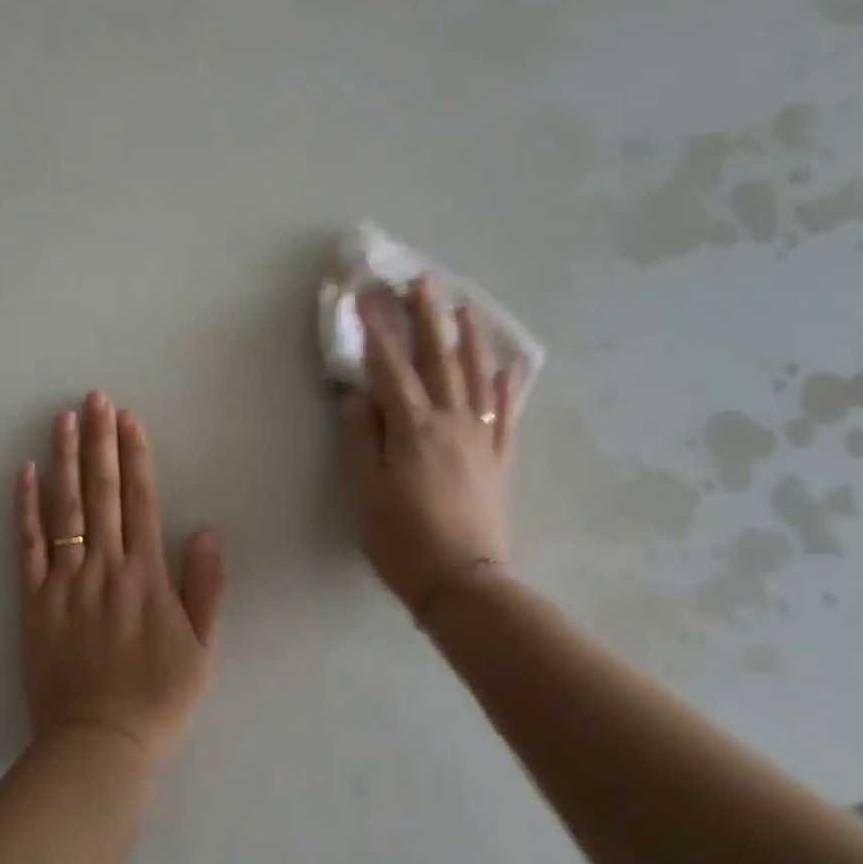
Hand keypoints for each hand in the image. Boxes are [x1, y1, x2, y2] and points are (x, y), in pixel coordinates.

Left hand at [15, 392, 224, 761]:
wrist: (99, 742)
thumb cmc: (158, 697)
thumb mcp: (200, 649)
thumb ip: (205, 588)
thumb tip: (206, 531)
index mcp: (146, 577)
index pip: (141, 501)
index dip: (135, 457)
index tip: (129, 420)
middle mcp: (105, 568)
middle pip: (101, 493)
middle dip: (100, 442)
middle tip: (94, 399)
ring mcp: (65, 582)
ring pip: (64, 510)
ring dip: (64, 461)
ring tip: (62, 420)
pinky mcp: (33, 601)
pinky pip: (27, 547)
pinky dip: (25, 509)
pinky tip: (25, 473)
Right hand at [340, 279, 519, 616]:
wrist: (462, 581)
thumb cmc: (401, 537)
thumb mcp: (364, 489)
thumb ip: (359, 437)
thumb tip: (354, 393)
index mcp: (413, 427)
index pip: (391, 367)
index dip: (377, 330)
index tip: (366, 296)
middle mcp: (451, 422)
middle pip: (439, 360)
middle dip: (428, 318)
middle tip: (422, 282)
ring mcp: (480, 440)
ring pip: (478, 378)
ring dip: (472, 339)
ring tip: (468, 308)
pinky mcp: (498, 461)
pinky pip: (505, 416)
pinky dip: (506, 389)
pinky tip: (508, 370)